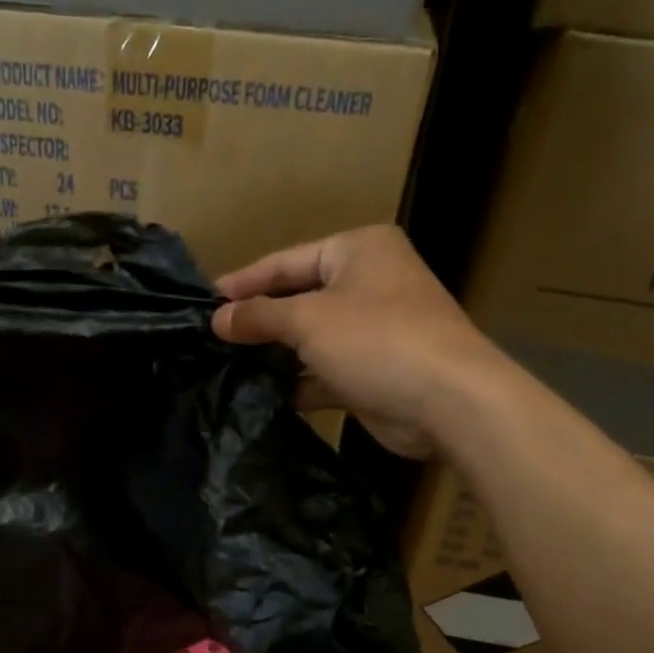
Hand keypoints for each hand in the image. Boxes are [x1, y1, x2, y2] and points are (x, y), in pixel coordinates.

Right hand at [213, 226, 499, 458]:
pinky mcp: (372, 372)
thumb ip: (259, 316)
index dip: (244, 282)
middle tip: (212, 338)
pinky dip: (297, 382)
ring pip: (310, 338)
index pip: (287, 261)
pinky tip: (262, 395)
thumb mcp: (308, 320)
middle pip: (298, 298)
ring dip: (275, 354)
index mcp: (358, 250)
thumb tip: (217, 318)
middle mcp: (368, 283)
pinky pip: (323, 371)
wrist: (448, 401)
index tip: (205, 303)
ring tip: (227, 367)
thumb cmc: (376, 340)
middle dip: (259, 320)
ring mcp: (373, 330)